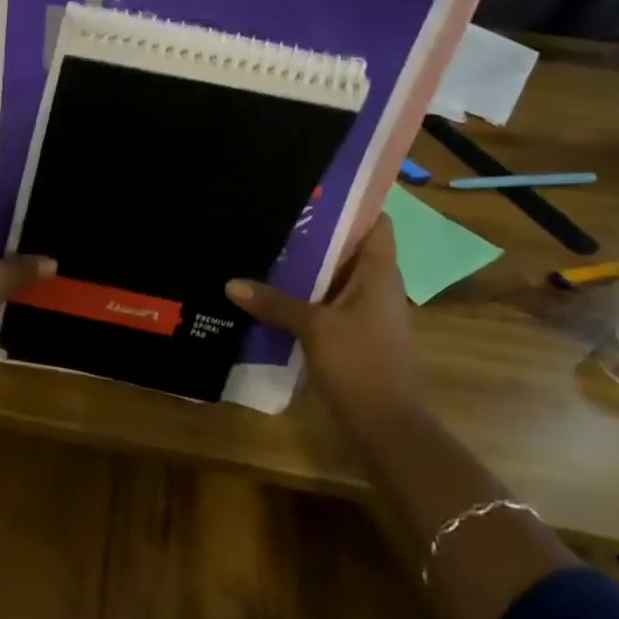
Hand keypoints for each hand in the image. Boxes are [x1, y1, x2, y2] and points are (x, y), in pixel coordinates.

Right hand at [226, 217, 418, 420]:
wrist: (387, 427)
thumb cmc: (361, 365)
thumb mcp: (314, 329)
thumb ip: (275, 303)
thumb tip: (232, 283)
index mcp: (379, 275)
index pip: (377, 224)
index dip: (353, 205)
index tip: (315, 192)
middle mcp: (377, 288)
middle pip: (350, 249)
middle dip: (317, 234)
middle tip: (275, 217)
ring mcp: (366, 314)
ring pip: (336, 278)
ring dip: (308, 268)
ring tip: (266, 250)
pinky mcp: (353, 336)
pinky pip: (328, 304)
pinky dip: (306, 297)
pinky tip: (272, 296)